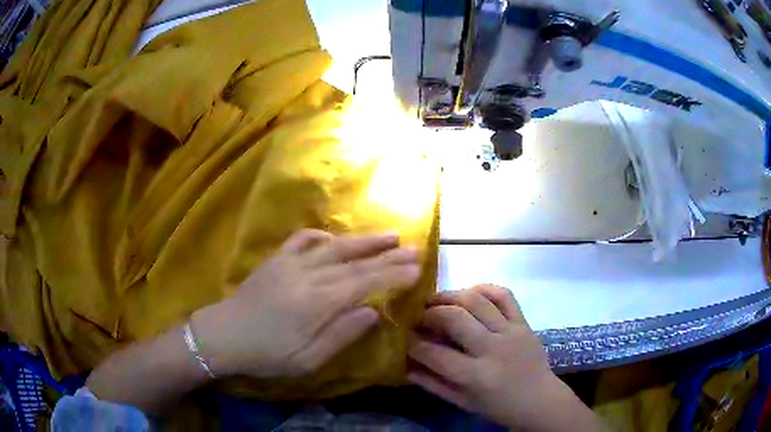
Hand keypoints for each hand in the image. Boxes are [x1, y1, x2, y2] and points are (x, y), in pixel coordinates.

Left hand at [192, 229, 420, 377]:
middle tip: (415, 249)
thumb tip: (373, 313)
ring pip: (335, 246)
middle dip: (388, 256)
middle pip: (356, 262)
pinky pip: (302, 240)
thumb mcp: (309, 359)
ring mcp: (291, 263)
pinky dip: (322, 236)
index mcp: (320, 301)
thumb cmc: (268, 354)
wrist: (224, 335)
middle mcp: (310, 275)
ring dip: (364, 241)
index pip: (366, 282)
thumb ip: (342, 334)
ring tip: (390, 236)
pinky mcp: (276, 260)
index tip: (417, 269)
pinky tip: (333, 238)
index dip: (394, 274)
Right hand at [408, 285, 602, 430]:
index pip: (435, 353)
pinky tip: (470, 293)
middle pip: (454, 318)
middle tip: (418, 316)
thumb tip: (405, 367)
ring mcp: (511, 332)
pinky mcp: (523, 322)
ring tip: (436, 301)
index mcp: (475, 376)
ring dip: (451, 296)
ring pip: (477, 300)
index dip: (413, 344)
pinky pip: (504, 295)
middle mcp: (492, 349)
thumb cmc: (498, 406)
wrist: (539, 399)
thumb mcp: (462, 402)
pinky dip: (484, 288)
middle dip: (429, 313)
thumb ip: (433, 384)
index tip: (404, 338)